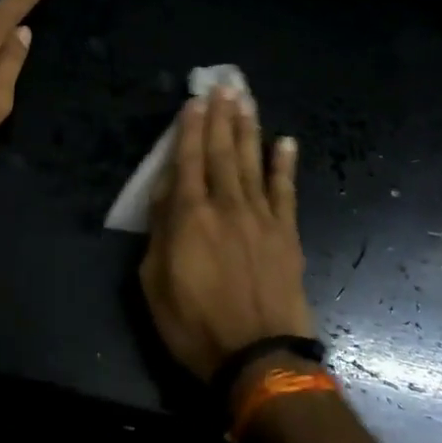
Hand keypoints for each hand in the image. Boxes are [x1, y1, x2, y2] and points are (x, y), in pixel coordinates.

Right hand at [139, 89, 314, 381]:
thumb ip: (160, 232)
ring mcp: (261, 216)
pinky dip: (284, 164)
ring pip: (252, 161)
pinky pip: (285, 190)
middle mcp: (226, 205)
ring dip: (248, 128)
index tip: (195, 100)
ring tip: (246, 99)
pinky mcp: (286, 233)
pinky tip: (285, 141)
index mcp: (190, 216)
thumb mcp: (155, 283)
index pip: (188, 160)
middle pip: (221, 151)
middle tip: (223, 85)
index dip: (190, 128)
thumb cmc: (195, 325)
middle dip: (221, 116)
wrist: (259, 357)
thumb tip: (166, 191)